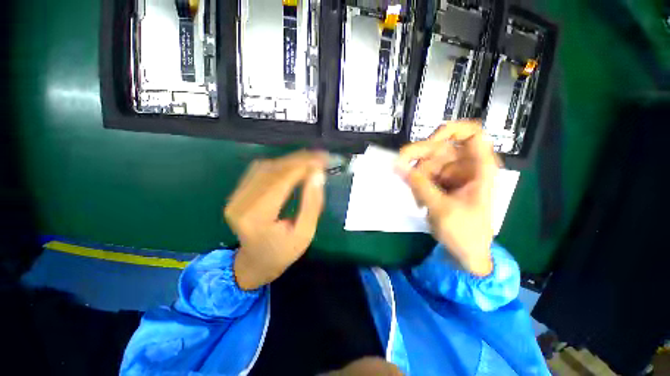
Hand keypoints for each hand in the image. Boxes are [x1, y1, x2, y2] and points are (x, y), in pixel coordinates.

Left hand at [224, 151, 327, 289]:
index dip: (302, 166)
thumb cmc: (283, 252)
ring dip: (291, 160)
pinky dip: (280, 164)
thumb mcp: (305, 233)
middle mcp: (240, 203)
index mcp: (256, 217)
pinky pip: (260, 170)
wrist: (255, 262)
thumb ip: (312, 203)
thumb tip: (318, 174)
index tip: (322, 160)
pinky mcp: (237, 193)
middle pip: (272, 170)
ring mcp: (235, 196)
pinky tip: (294, 165)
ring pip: (266, 167)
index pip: (281, 181)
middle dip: (299, 160)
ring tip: (311, 159)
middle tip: (320, 156)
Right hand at [395, 120, 498, 275]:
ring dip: (416, 177)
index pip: (471, 134)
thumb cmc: (465, 232)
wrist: (467, 253)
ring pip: (426, 162)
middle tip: (400, 165)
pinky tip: (419, 201)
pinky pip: (422, 175)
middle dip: (418, 157)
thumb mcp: (441, 207)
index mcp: (478, 168)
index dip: (450, 131)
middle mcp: (464, 166)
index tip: (429, 141)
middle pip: (439, 147)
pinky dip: (416, 185)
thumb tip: (396, 164)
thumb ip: (418, 184)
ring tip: (417, 198)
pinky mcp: (440, 183)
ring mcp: (451, 175)